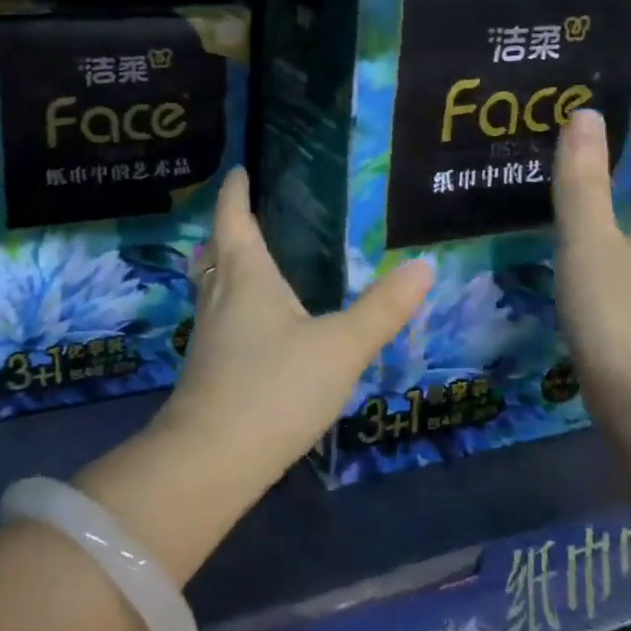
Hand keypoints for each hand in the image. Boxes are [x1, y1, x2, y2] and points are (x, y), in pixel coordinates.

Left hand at [153, 167, 433, 490]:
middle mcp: (219, 295)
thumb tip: (423, 265)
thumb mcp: (341, 346)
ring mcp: (208, 333)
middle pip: (215, 249)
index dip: (235, 192)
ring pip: (211, 284)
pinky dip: (231, 301)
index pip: (234, 218)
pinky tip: (254, 323)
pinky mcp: (207, 367)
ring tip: (251, 261)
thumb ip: (383, 309)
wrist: (211, 459)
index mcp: (245, 275)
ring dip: (225, 264)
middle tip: (247, 214)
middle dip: (227, 228)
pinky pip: (218, 316)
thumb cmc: (275, 387)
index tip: (238, 170)